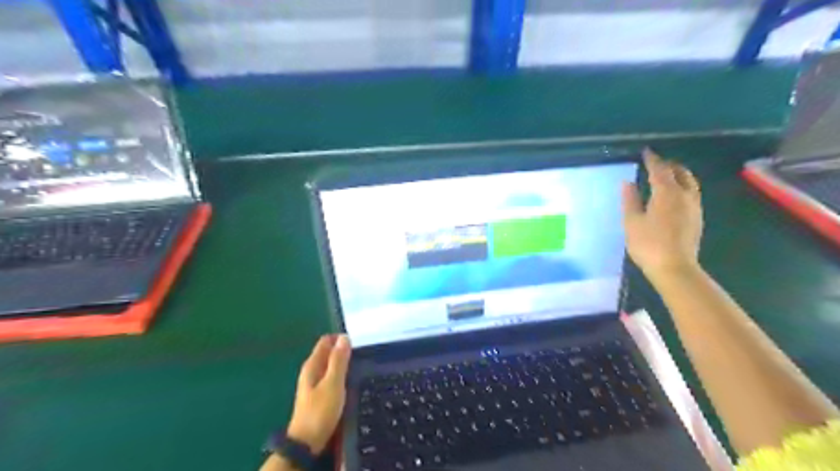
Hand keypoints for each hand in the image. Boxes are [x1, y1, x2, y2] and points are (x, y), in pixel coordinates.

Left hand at [290, 333, 351, 453]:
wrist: (307, 442)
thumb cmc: (320, 410)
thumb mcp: (333, 383)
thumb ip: (339, 360)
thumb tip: (344, 337)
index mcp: (312, 365)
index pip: (325, 341)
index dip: (340, 338)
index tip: (357, 342)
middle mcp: (311, 370)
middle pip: (327, 352)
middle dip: (343, 350)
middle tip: (363, 352)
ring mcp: (314, 383)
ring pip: (330, 365)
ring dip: (343, 362)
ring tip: (361, 364)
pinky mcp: (319, 394)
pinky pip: (331, 376)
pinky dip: (341, 374)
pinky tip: (351, 379)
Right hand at [619, 149, 703, 276]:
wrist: (674, 267)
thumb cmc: (648, 243)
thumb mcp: (632, 221)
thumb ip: (630, 200)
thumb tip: (628, 183)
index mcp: (666, 193)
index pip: (659, 170)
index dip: (652, 160)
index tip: (646, 152)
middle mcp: (684, 195)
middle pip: (681, 173)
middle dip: (669, 165)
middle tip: (657, 163)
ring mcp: (694, 207)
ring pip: (690, 183)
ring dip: (679, 175)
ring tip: (667, 176)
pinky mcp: (697, 218)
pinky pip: (692, 194)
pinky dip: (682, 187)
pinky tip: (674, 196)